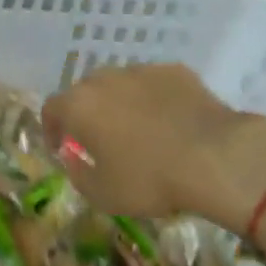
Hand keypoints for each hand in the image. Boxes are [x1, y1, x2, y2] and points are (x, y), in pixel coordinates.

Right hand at [40, 64, 265, 231]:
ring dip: (121, 104)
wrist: (214, 156)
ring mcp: (141, 70)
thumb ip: (78, 174)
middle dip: (87, 113)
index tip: (61, 147)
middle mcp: (105, 78)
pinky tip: (170, 123)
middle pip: (85, 91)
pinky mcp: (174, 71)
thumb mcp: (103, 195)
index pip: (51, 108)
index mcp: (80, 105)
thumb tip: (74, 160)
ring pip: (121, 84)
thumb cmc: (150, 179)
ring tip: (139, 132)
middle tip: (100, 140)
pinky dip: (154, 100)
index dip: (51, 128)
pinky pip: (154, 84)